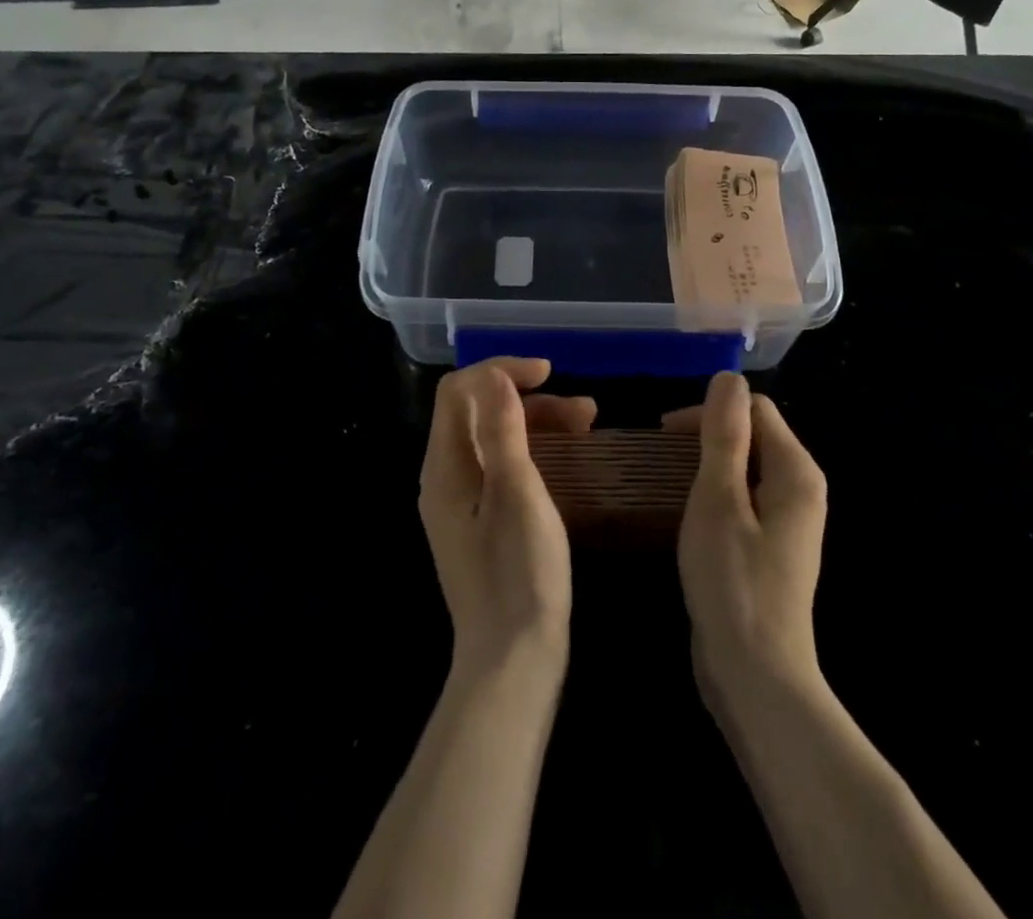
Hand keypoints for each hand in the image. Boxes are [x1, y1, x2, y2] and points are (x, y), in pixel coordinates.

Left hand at [419, 358, 596, 680]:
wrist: (513, 662)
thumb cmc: (520, 574)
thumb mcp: (518, 494)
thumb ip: (503, 430)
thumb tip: (495, 375)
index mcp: (445, 467)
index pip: (460, 390)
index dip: (501, 370)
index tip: (549, 373)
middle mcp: (445, 477)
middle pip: (478, 411)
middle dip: (529, 398)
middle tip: (583, 410)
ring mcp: (461, 501)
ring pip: (494, 438)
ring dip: (537, 422)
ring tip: (587, 425)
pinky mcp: (480, 520)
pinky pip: (501, 466)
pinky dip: (533, 451)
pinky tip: (568, 457)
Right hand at [668, 373, 827, 708]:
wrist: (756, 677)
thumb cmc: (733, 582)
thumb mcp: (718, 500)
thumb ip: (725, 435)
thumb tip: (729, 377)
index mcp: (796, 472)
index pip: (754, 409)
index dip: (710, 412)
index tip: (665, 433)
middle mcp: (801, 490)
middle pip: (753, 435)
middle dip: (707, 435)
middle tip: (660, 456)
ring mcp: (788, 522)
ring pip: (745, 468)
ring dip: (707, 465)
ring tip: (667, 480)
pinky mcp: (772, 547)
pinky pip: (743, 499)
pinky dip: (715, 494)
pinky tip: (688, 514)